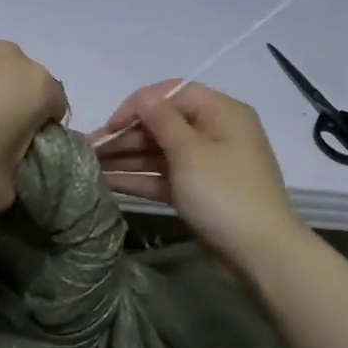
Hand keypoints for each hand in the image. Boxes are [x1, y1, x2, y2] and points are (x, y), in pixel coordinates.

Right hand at [91, 81, 307, 271]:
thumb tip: (143, 98)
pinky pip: (163, 177)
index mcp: (221, 113)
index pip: (172, 94)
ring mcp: (205, 165)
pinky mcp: (196, 192)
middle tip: (88, 150)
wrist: (259, 253)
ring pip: (159, 153)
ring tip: (89, 166)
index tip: (110, 125)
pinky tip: (106, 182)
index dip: (138, 106)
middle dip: (125, 136)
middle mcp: (214, 133)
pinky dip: (138, 179)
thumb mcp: (191, 152)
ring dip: (126, 158)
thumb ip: (161, 121)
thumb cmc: (225, 194)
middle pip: (162, 125)